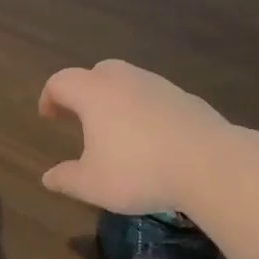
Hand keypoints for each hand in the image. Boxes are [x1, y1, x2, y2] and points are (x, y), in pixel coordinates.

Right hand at [38, 59, 226, 214]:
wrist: (210, 165)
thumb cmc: (139, 171)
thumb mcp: (93, 184)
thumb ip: (66, 179)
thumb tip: (48, 178)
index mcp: (94, 94)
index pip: (61, 82)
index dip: (50, 97)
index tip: (49, 117)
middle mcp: (125, 80)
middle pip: (97, 73)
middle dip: (84, 92)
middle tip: (81, 117)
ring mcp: (159, 86)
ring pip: (129, 82)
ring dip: (117, 99)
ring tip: (117, 130)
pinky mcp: (187, 99)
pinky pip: (155, 97)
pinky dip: (145, 110)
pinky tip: (152, 138)